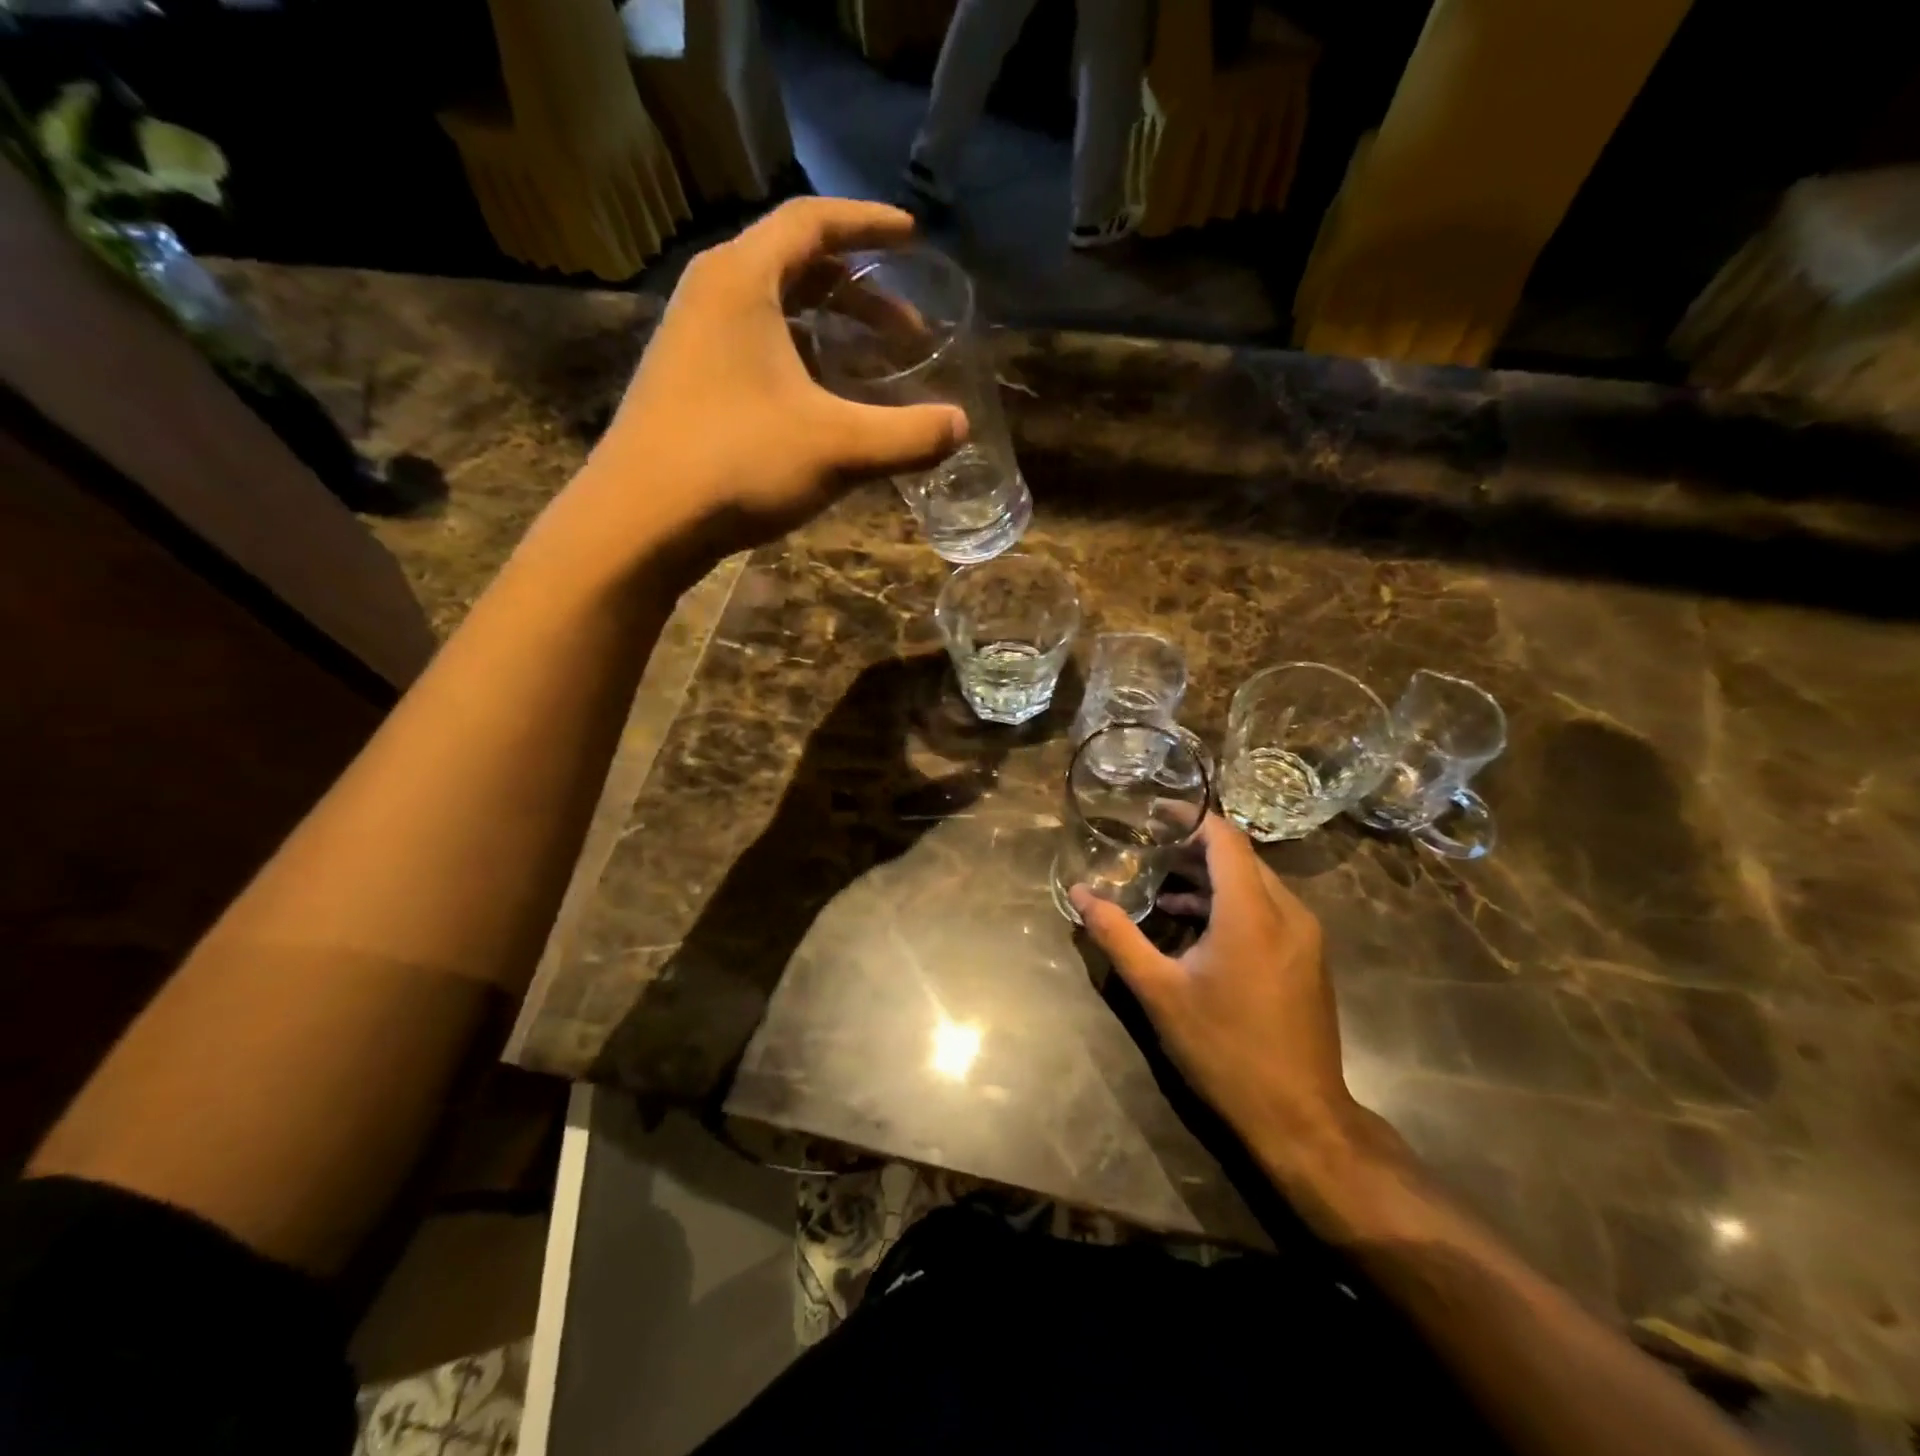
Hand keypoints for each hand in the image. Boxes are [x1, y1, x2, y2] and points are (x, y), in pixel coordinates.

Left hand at [562, 198, 967, 578]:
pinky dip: (797, 359)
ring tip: (871, 362)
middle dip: (858, 291)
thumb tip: (961, 427)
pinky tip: (820, 401)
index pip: (812, 222)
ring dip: (828, 329)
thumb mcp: (837, 449)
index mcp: (742, 281)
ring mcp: (690, 341)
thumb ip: (907, 436)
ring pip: (773, 312)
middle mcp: (710, 296)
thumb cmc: (737, 464)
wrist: (639, 523)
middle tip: (908, 327)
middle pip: (794, 266)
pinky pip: (753, 348)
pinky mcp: (684, 384)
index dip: (868, 224)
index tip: (912, 236)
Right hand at [1070, 816, 1369, 1175]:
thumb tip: (1080, 894)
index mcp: (1252, 912)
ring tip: (1162, 889)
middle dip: (1193, 848)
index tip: (1154, 814)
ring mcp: (1305, 936)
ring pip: (1255, 884)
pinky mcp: (1308, 958)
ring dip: (1210, 879)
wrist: (1299, 1116)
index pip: (1225, 838)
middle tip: (1149, 851)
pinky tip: (1196, 927)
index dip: (1190, 817)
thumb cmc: (1224, 1049)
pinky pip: (1268, 910)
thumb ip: (1117, 935)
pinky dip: (1231, 904)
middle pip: (1240, 858)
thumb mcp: (1159, 991)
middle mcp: (1287, 912)